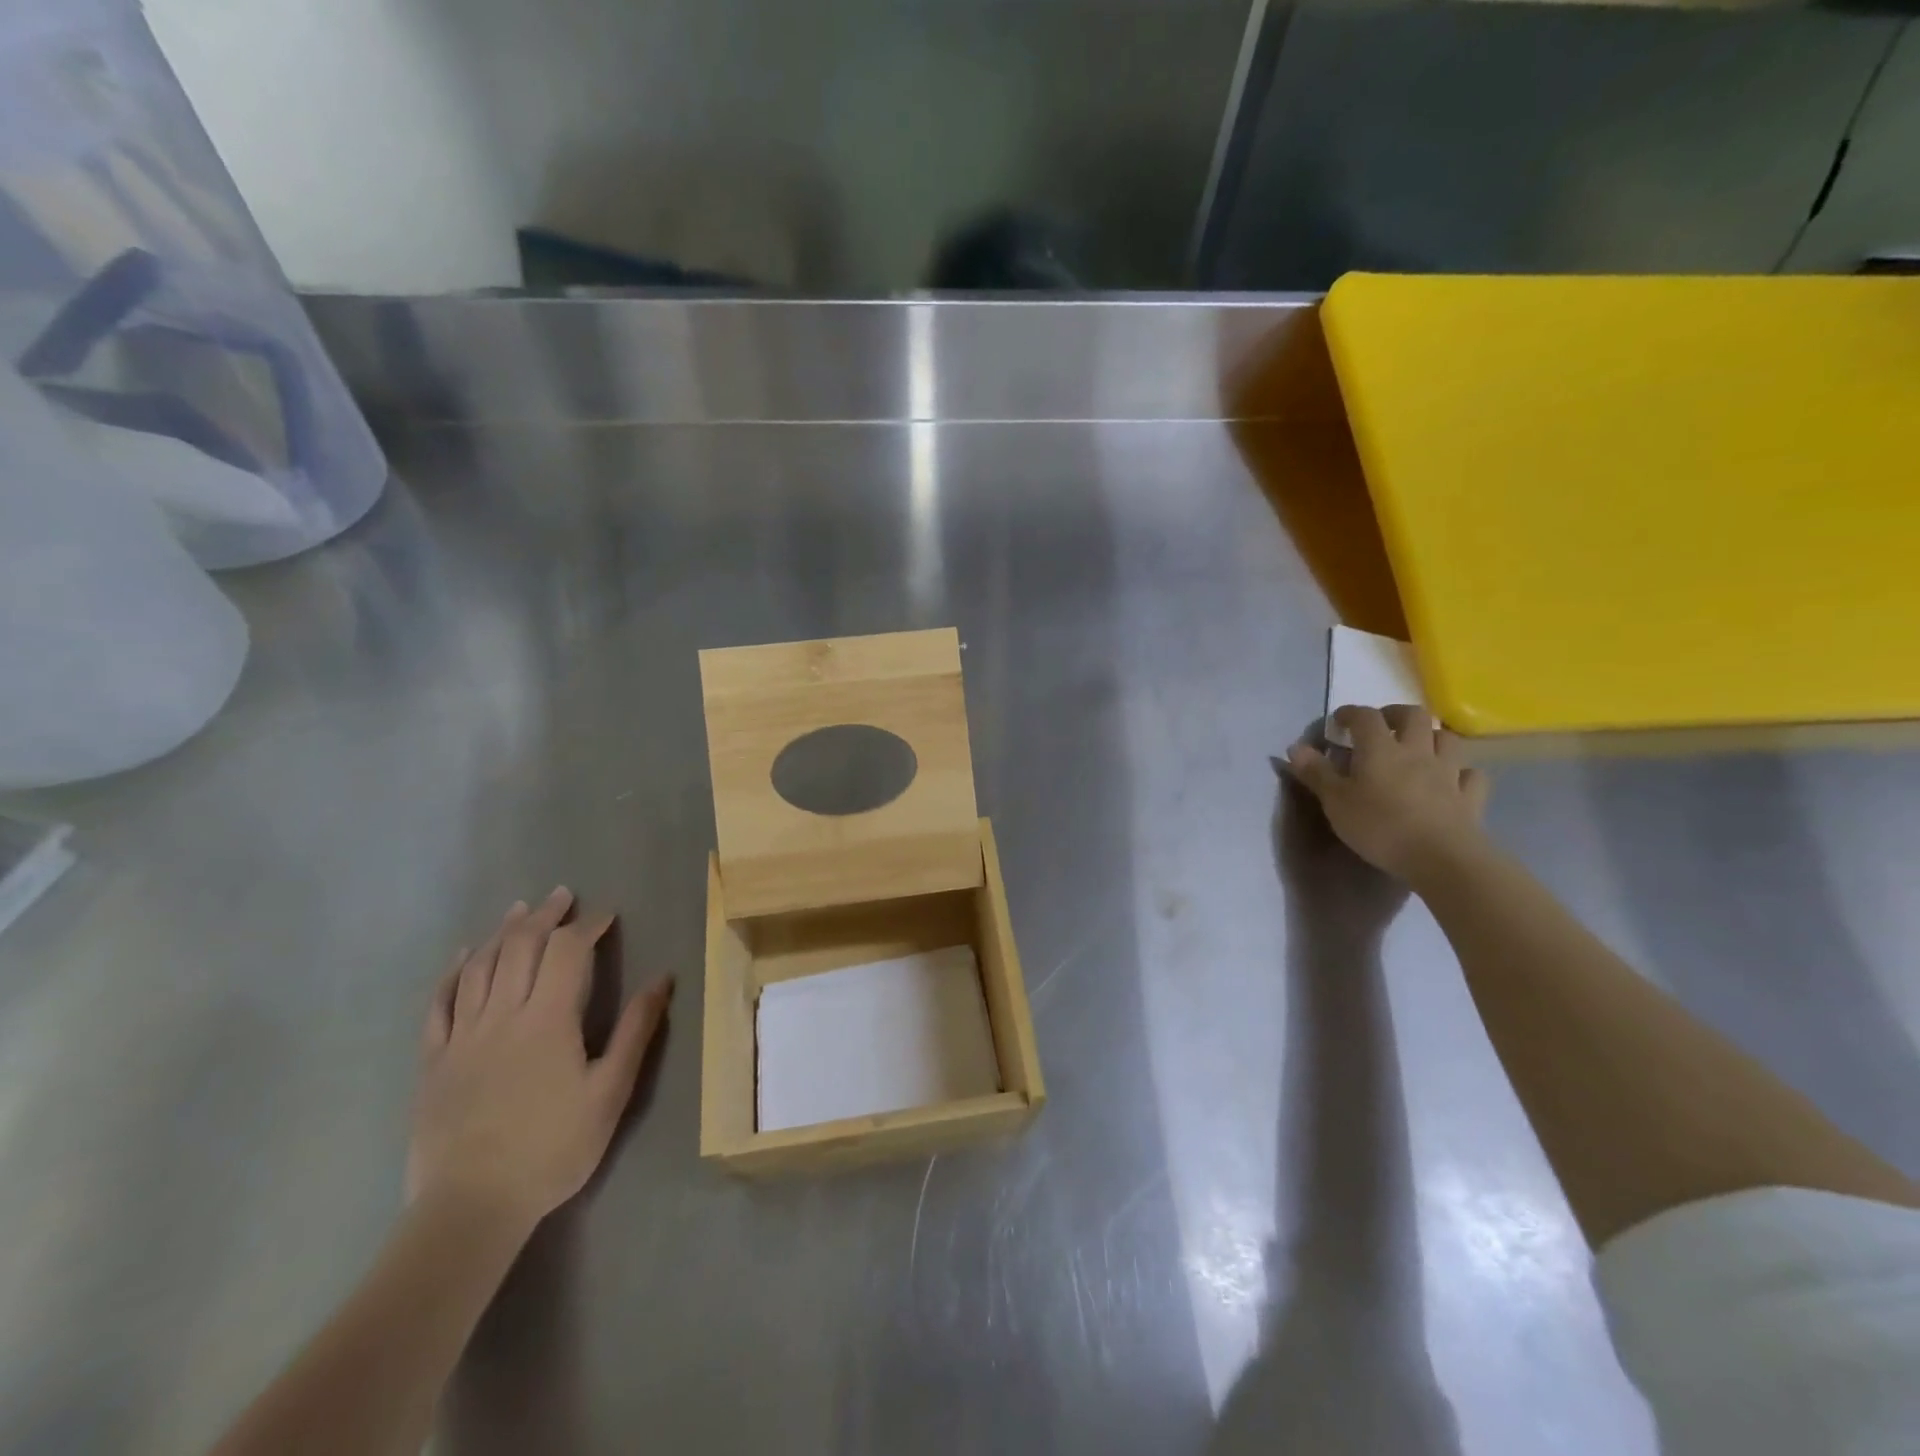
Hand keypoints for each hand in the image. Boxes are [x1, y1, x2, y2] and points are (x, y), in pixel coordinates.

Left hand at [407, 888, 672, 1235]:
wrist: (471, 1207)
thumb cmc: (553, 1148)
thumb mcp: (611, 1091)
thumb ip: (636, 1030)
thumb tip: (663, 978)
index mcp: (548, 1019)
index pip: (569, 951)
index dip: (589, 926)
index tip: (607, 915)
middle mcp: (502, 1014)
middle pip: (521, 946)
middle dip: (546, 916)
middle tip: (563, 896)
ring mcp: (462, 1036)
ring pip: (480, 966)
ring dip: (502, 932)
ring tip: (520, 910)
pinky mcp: (433, 1060)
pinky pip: (439, 1003)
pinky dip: (453, 972)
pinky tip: (463, 955)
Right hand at [1285, 705, 1490, 883]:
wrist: (1441, 858)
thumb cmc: (1379, 827)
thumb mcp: (1335, 802)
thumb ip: (1316, 773)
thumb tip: (1295, 747)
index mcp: (1380, 749)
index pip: (1365, 717)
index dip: (1350, 713)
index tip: (1338, 721)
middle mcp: (1418, 751)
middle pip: (1413, 715)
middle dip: (1395, 714)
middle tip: (1381, 726)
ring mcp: (1449, 772)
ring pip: (1447, 739)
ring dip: (1431, 737)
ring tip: (1417, 748)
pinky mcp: (1470, 797)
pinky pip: (1470, 774)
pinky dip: (1460, 772)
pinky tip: (1451, 780)